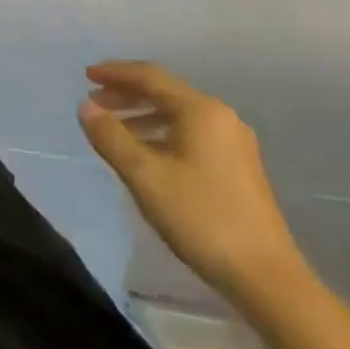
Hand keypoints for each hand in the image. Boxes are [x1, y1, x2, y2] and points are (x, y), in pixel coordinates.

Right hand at [77, 62, 309, 311]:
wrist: (264, 275)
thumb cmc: (200, 217)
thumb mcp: (145, 176)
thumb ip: (111, 137)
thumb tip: (86, 106)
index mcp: (201, 111)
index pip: (151, 77)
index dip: (115, 73)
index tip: (86, 75)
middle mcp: (220, 118)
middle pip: (165, 93)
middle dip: (127, 94)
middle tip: (94, 102)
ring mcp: (233, 143)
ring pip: (178, 115)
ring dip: (142, 116)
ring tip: (112, 128)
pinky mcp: (237, 167)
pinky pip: (189, 134)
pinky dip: (160, 133)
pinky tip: (145, 154)